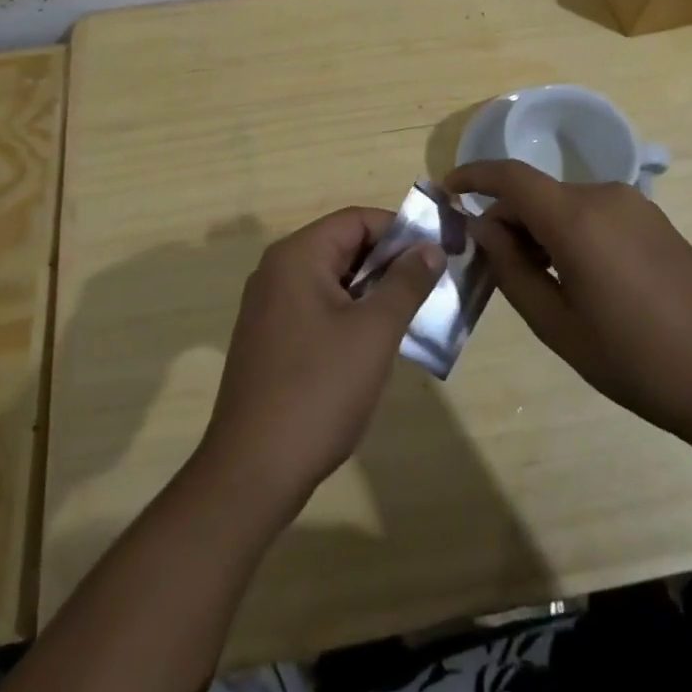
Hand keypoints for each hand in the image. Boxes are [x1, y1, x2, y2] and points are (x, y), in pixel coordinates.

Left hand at [194, 208, 443, 519]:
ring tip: (412, 317)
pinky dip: (349, 315)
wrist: (253, 471)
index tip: (437, 255)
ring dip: (372, 292)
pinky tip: (374, 346)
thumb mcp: (374, 333)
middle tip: (432, 288)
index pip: (356, 220)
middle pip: (343, 246)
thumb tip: (430, 247)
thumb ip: (405, 283)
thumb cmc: (319, 390)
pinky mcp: (269, 338)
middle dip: (389, 263)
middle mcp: (277, 271)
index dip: (400, 231)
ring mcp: (269, 306)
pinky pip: (317, 308)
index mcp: (297, 256)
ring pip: (332, 280)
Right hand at [447, 161, 691, 437]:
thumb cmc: (636, 360)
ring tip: (538, 280)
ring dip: (540, 228)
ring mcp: (635, 206)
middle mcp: (604, 196)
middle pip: (537, 192)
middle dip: (508, 219)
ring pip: (565, 203)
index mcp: (577, 218)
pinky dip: (570, 231)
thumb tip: (485, 229)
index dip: (474, 176)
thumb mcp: (558, 325)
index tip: (448, 190)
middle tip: (495, 265)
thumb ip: (512, 270)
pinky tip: (579, 277)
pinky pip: (595, 212)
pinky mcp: (655, 221)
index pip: (510, 176)